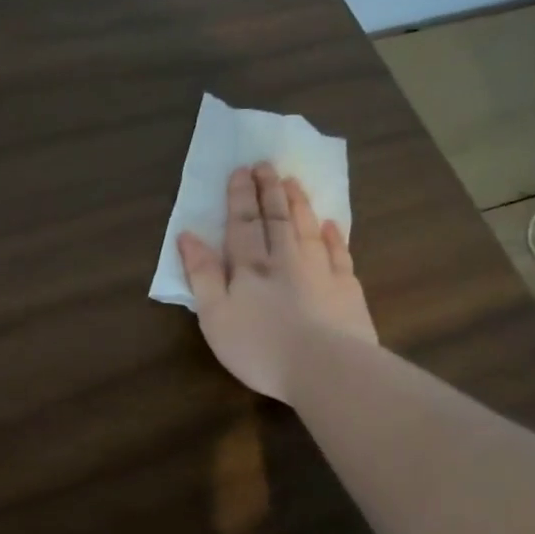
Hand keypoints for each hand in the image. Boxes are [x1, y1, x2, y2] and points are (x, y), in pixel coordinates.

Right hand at [177, 162, 376, 399]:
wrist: (327, 369)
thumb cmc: (260, 347)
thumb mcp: (215, 315)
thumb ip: (202, 274)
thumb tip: (187, 236)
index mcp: (250, 267)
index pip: (243, 223)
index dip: (240, 196)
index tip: (241, 170)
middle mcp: (285, 260)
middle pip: (276, 218)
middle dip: (269, 190)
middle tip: (267, 164)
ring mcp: (320, 272)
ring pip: (307, 228)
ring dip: (298, 204)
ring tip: (293, 182)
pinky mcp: (347, 290)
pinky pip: (339, 254)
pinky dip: (334, 236)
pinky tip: (331, 224)